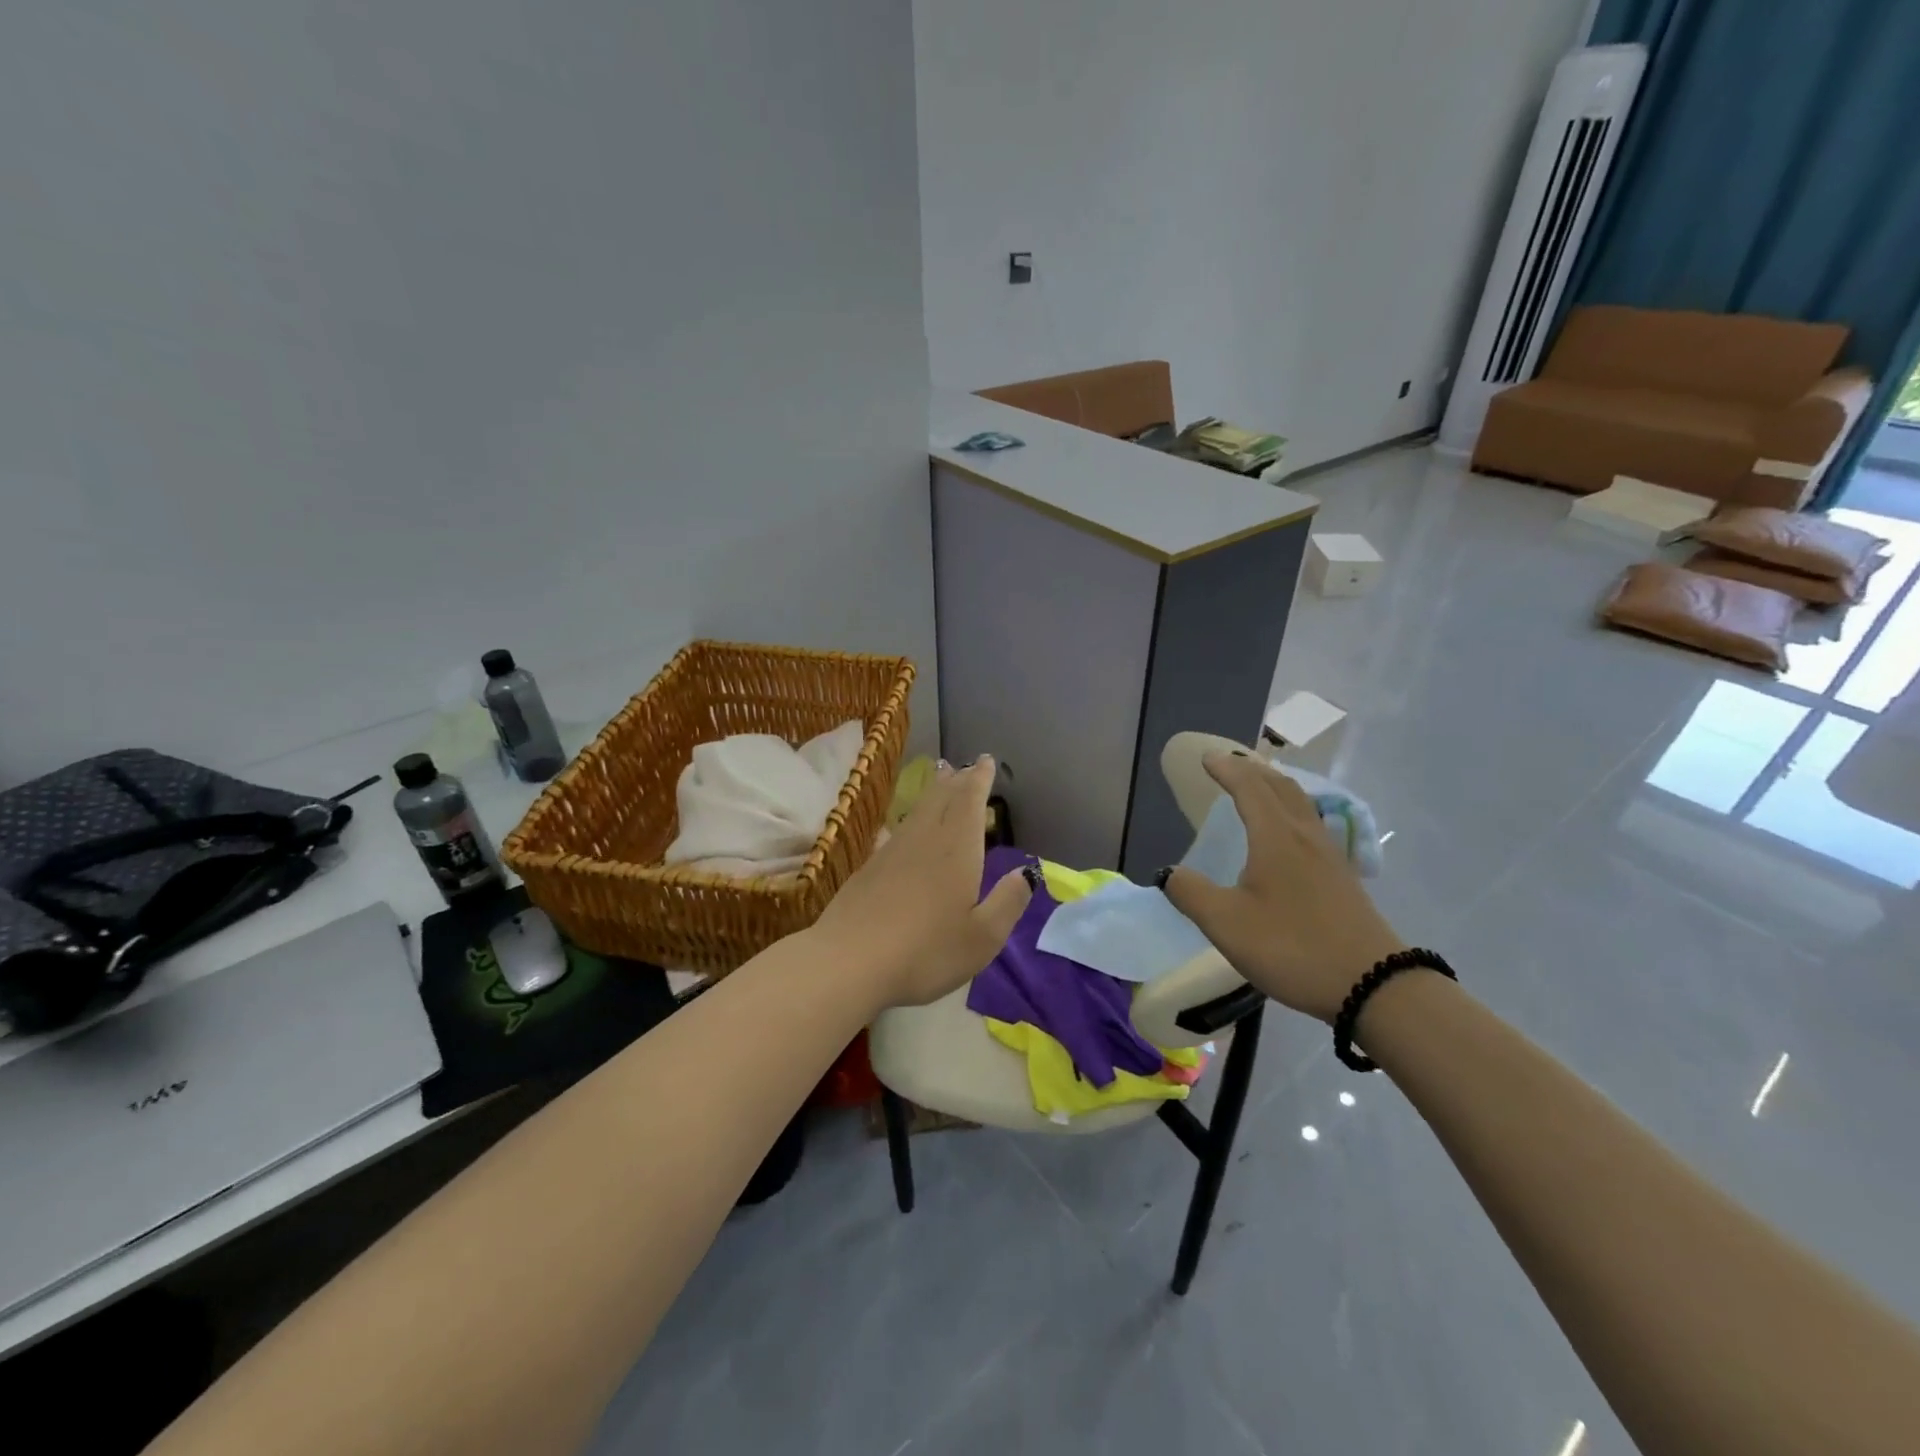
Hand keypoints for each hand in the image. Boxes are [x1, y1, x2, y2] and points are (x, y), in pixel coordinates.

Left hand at [809, 756, 1032, 1009]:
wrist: (848, 962)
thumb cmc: (926, 951)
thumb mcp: (982, 936)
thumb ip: (1008, 902)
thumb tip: (1027, 872)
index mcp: (956, 849)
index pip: (970, 801)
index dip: (979, 779)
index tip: (985, 760)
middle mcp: (924, 840)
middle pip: (941, 799)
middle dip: (956, 781)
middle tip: (964, 767)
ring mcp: (891, 852)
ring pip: (917, 812)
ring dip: (932, 794)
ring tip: (941, 783)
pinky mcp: (868, 869)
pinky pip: (894, 832)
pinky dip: (906, 822)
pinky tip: (899, 828)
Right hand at [1160, 752, 1404, 1023]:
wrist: (1375, 985)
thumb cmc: (1293, 947)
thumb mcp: (1227, 924)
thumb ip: (1191, 894)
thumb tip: (1169, 873)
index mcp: (1276, 837)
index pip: (1249, 788)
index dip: (1227, 770)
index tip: (1207, 758)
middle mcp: (1305, 836)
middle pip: (1281, 787)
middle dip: (1254, 769)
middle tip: (1231, 763)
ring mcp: (1330, 857)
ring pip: (1302, 805)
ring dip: (1276, 787)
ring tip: (1260, 787)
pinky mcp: (1343, 878)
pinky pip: (1313, 825)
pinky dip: (1292, 810)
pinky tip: (1290, 834)